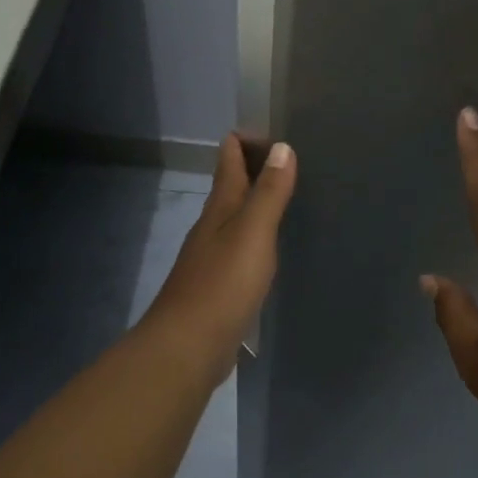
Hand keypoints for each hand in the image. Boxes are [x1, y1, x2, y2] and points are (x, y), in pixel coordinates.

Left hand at [143, 134, 296, 388]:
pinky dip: (256, 240)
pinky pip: (240, 251)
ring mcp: (212, 259)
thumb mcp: (252, 233)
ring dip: (255, 206)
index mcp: (219, 209)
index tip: (273, 130)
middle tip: (289, 161)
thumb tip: (281, 146)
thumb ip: (268, 192)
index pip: (228, 161)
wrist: (187, 346)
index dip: (245, 141)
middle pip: (231, 189)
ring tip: (286, 200)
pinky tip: (270, 251)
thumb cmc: (222, 285)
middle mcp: (211, 228)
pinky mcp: (218, 288)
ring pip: (235, 221)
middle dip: (254, 171)